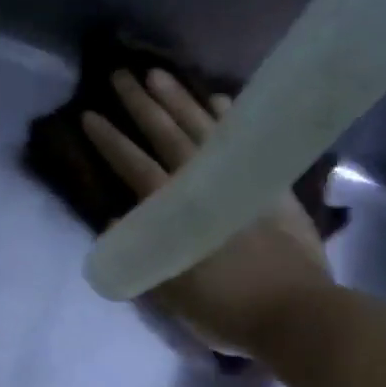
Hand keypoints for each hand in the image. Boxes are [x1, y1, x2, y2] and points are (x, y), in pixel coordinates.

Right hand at [83, 69, 335, 357]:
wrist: (297, 312)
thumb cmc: (228, 310)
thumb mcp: (173, 293)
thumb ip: (142, 253)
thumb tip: (117, 218)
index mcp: (177, 211)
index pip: (135, 168)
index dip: (111, 143)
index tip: (88, 116)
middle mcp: (206, 184)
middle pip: (168, 136)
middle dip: (141, 106)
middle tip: (119, 75)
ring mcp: (242, 179)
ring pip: (205, 129)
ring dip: (180, 100)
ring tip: (158, 75)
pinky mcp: (271, 184)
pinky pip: (246, 140)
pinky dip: (229, 119)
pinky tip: (217, 100)